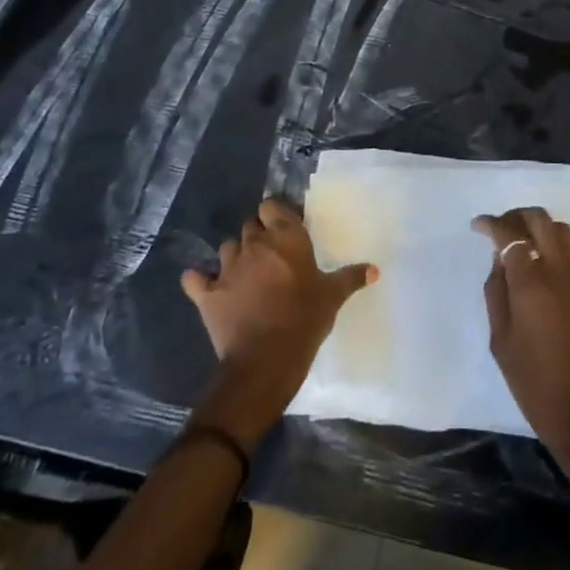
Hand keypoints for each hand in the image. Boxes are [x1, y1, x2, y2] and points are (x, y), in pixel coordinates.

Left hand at [182, 198, 375, 448]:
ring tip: (245, 272)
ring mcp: (227, 268)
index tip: (284, 228)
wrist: (264, 362)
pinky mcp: (206, 294)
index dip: (275, 215)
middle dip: (257, 234)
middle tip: (270, 254)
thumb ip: (350, 278)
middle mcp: (254, 245)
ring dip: (234, 255)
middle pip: (249, 225)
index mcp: (285, 238)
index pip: (271, 206)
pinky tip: (204, 286)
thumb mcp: (332, 298)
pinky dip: (198, 280)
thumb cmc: (304, 321)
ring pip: (226, 247)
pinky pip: (194, 279)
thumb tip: (374, 269)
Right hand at [475, 207, 569, 502]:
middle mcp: (561, 272)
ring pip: (563, 231)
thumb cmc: (537, 387)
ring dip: (540, 227)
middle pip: (541, 220)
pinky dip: (555, 246)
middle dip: (517, 216)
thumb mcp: (501, 342)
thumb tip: (499, 261)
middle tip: (500, 228)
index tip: (478, 225)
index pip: (510, 234)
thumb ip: (497, 293)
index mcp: (532, 283)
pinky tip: (542, 264)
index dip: (491, 223)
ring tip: (521, 241)